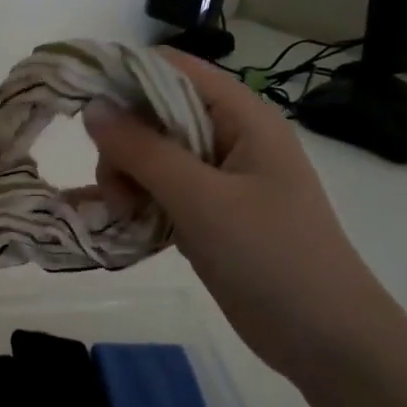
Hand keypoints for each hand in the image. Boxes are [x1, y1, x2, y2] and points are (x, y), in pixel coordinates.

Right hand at [84, 51, 389, 377]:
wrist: (325, 338)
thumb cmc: (271, 257)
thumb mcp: (202, 200)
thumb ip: (144, 150)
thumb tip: (93, 107)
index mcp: (241, 116)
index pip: (172, 68)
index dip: (123, 76)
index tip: (80, 106)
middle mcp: (230, 136)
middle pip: (156, 112)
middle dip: (123, 143)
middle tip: (116, 190)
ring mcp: (220, 177)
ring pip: (153, 155)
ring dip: (127, 178)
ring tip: (126, 216)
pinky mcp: (211, 213)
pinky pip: (162, 190)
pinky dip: (139, 201)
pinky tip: (126, 225)